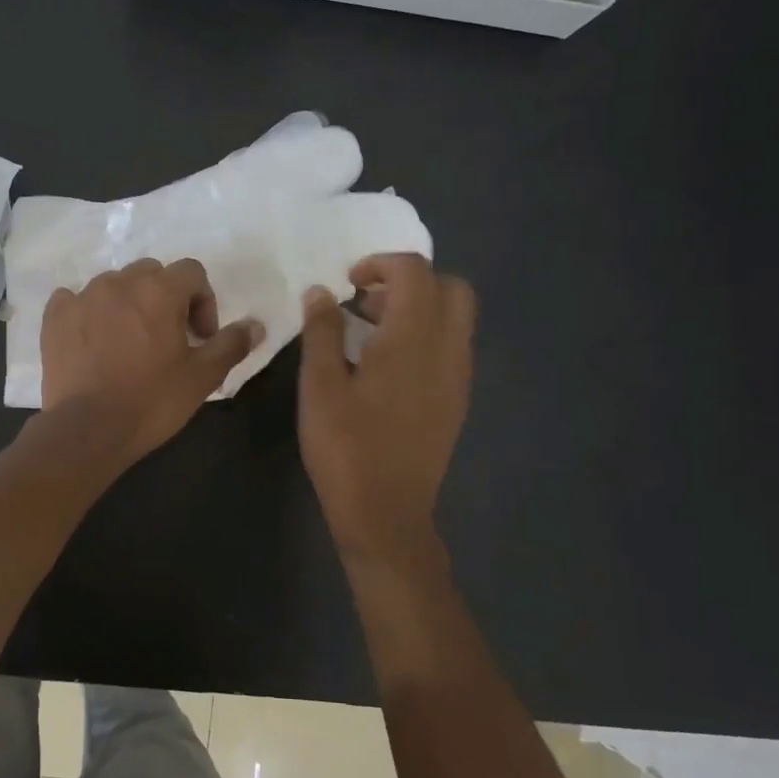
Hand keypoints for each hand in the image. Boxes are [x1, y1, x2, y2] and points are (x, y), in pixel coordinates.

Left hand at [41, 258, 262, 464]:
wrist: (88, 430)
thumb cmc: (152, 401)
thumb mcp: (202, 377)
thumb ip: (231, 344)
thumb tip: (256, 325)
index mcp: (159, 290)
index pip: (192, 272)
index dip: (203, 301)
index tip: (199, 337)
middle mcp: (119, 282)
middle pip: (152, 274)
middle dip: (165, 299)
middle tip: (167, 338)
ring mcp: (82, 296)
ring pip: (114, 285)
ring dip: (128, 304)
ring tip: (128, 342)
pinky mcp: (55, 316)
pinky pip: (75, 299)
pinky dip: (87, 312)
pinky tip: (92, 340)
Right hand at [298, 255, 475, 562]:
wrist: (386, 513)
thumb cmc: (346, 448)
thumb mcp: (319, 387)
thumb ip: (322, 331)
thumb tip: (322, 292)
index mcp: (412, 340)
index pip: (414, 272)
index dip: (381, 264)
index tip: (349, 283)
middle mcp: (446, 350)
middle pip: (450, 287)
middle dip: (409, 281)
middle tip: (367, 301)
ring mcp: (458, 377)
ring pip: (456, 317)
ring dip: (419, 308)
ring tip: (370, 332)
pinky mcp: (457, 400)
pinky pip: (452, 346)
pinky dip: (426, 335)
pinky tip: (388, 366)